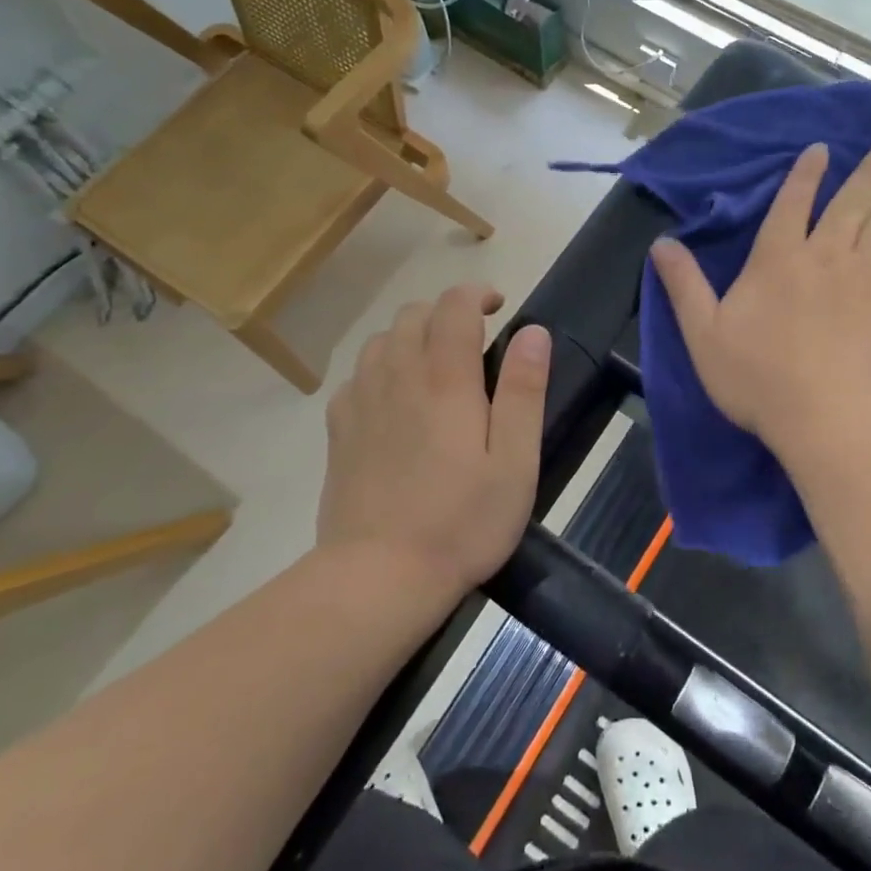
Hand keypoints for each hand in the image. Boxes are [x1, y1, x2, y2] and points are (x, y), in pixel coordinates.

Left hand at [318, 284, 549, 591]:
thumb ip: (523, 391)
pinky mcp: (338, 430)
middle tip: (474, 338)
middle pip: (413, 314)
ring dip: (412, 335)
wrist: (378, 577)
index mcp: (445, 380)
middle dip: (446, 311)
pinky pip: (358, 374)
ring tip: (436, 364)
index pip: (453, 306)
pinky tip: (395, 398)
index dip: (476, 293)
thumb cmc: (461, 522)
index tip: (498, 306)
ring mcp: (361, 401)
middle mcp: (398, 376)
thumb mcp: (515, 461)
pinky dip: (381, 367)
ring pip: (382, 340)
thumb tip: (532, 332)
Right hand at [650, 136, 870, 457]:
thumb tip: (661, 243)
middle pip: (853, 201)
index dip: (806, 174)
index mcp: (778, 259)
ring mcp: (869, 275)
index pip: (791, 203)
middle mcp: (827, 254)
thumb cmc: (762, 380)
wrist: (836, 418)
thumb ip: (684, 286)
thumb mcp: (704, 335)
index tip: (822, 149)